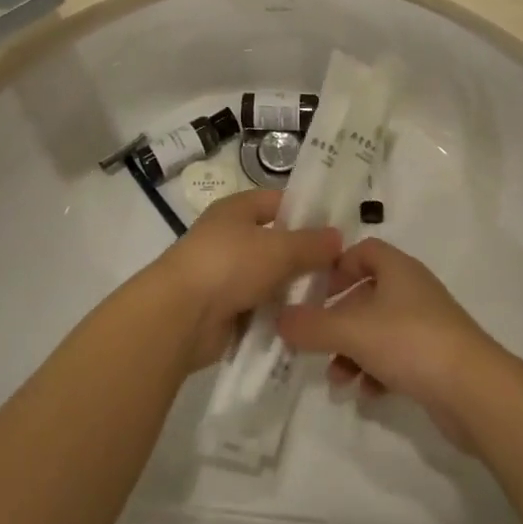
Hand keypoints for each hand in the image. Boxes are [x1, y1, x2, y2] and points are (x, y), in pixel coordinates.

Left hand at [142, 190, 341, 371]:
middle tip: (342, 271)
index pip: (278, 201)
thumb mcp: (278, 249)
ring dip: (291, 289)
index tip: (338, 229)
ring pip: (269, 277)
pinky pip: (258, 307)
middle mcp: (230, 236)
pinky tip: (303, 322)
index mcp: (237, 209)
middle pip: (275, 242)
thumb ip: (311, 244)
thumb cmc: (229, 265)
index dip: (307, 211)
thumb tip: (338, 237)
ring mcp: (225, 273)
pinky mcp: (224, 308)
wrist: (180, 315)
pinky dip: (276, 314)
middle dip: (304, 256)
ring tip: (329, 300)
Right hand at [277, 238, 504, 450]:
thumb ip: (311, 325)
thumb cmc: (410, 342)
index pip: (363, 251)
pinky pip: (397, 358)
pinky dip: (377, 372)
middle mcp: (413, 290)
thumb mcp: (352, 331)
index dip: (337, 267)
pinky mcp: (437, 359)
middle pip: (367, 294)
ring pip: (379, 330)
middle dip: (339, 319)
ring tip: (337, 378)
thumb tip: (279, 319)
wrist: (475, 391)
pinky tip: (366, 394)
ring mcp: (428, 325)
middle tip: (316, 340)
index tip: (314, 291)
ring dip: (354, 351)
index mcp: (398, 269)